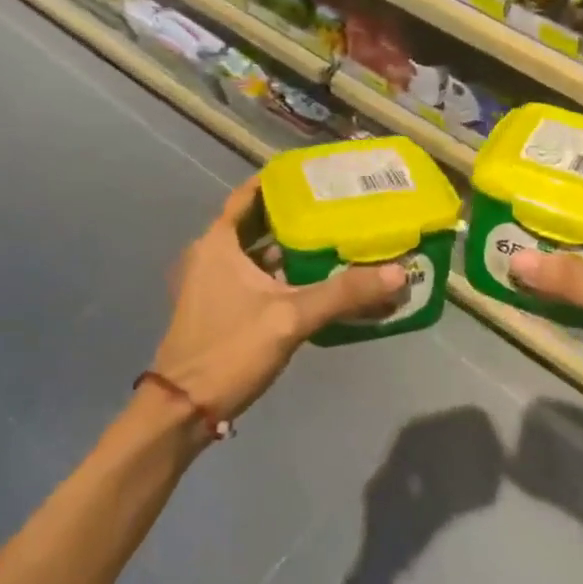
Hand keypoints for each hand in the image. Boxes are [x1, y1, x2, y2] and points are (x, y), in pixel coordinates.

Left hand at [150, 177, 406, 423]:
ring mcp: (213, 284)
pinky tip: (316, 281)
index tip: (315, 174)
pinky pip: (255, 279)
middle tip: (336, 205)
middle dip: (293, 214)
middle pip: (257, 223)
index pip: (248, 195)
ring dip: (290, 247)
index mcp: (217, 243)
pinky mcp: (220, 309)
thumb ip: (343, 294)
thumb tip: (398, 273)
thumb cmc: (229, 350)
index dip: (279, 182)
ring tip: (334, 238)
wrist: (184, 410)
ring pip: (257, 254)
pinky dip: (282, 275)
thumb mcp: (290, 318)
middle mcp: (211, 256)